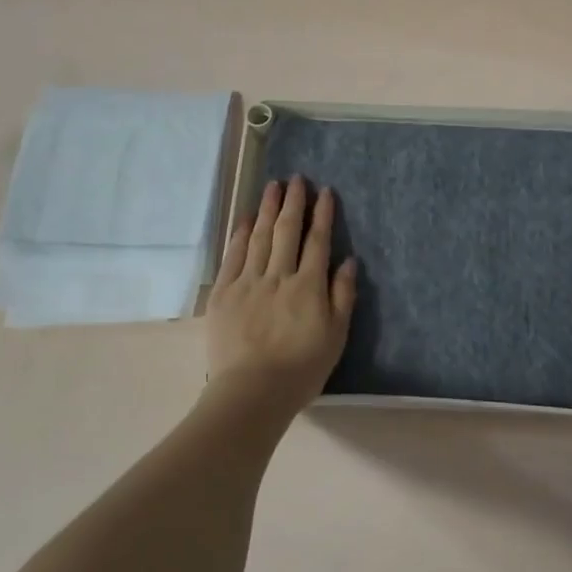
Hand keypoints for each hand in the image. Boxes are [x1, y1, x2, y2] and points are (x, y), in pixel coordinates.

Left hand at [205, 176, 356, 410]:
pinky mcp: (223, 293)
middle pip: (286, 231)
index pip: (318, 241)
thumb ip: (343, 295)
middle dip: (293, 202)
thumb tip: (348, 260)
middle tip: (296, 179)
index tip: (325, 191)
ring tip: (272, 186)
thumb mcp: (336, 336)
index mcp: (308, 286)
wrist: (252, 391)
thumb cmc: (301, 369)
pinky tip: (244, 218)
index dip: (322, 214)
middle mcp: (279, 276)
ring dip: (266, 209)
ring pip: (258, 237)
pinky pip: (232, 255)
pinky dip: (239, 234)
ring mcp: (247, 282)